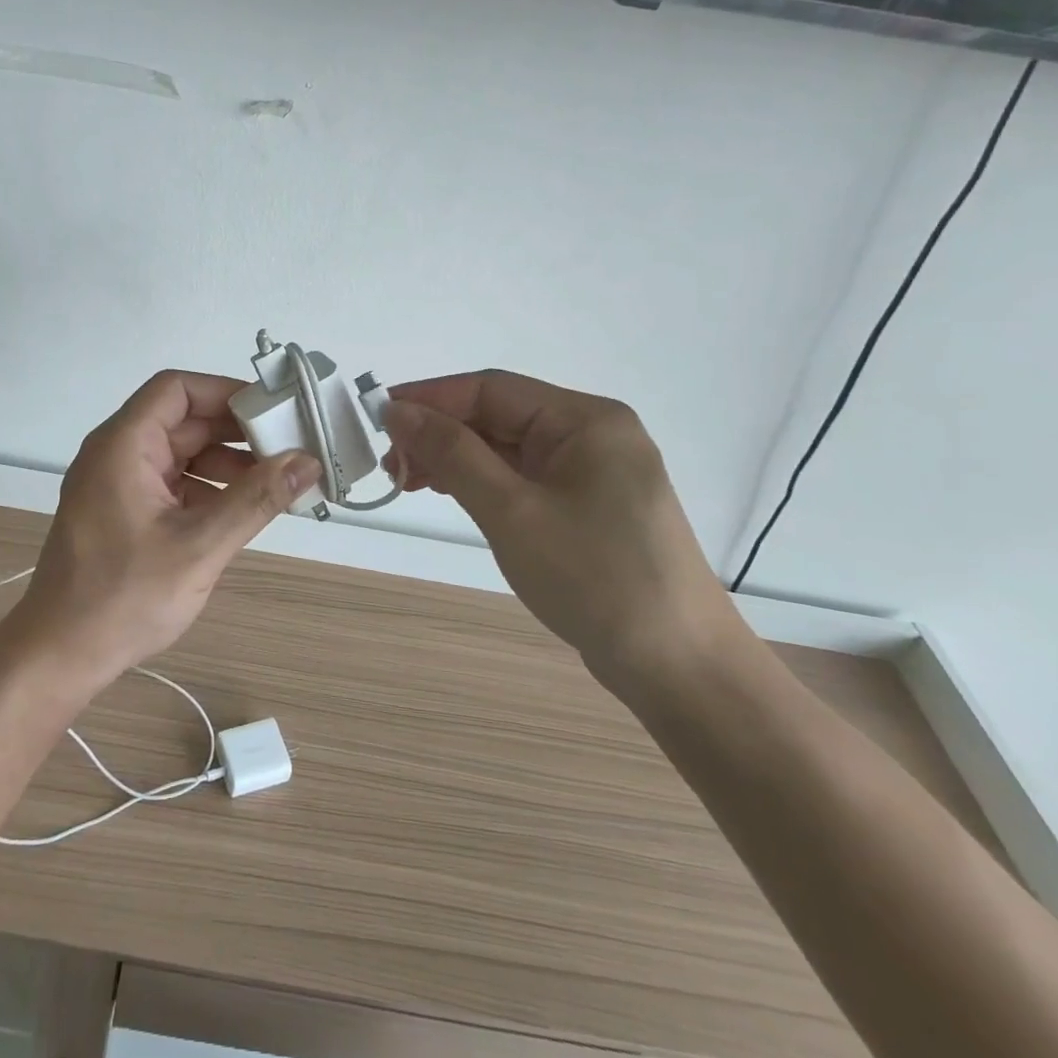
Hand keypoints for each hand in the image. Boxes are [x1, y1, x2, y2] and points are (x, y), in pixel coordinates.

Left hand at [0, 371, 321, 698]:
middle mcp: (117, 454)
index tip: (273, 411)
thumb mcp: (198, 546)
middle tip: (289, 448)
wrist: (58, 657)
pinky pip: (172, 483)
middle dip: (236, 432)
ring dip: (226, 463)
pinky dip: (207, 489)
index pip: (177, 389)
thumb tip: (307, 462)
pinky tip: (241, 511)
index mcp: (123, 445)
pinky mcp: (123, 512)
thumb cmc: (123, 598)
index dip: (226, 392)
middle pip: (183, 420)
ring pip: (181, 453)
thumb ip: (255, 500)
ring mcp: (118, 484)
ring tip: (274, 484)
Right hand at [384, 372, 730, 688]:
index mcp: (585, 420)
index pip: (491, 389)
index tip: (378, 419)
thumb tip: (397, 410)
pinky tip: (450, 493)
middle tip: (391, 465)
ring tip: (407, 481)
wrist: (680, 668)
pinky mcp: (587, 506)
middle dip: (440, 434)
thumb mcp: (512, 511)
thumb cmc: (595, 578)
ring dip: (455, 459)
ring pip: (506, 448)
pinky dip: (481, 481)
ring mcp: (592, 472)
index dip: (430, 399)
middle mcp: (591, 434)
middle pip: (498, 416)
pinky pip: (522, 477)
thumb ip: (452, 454)